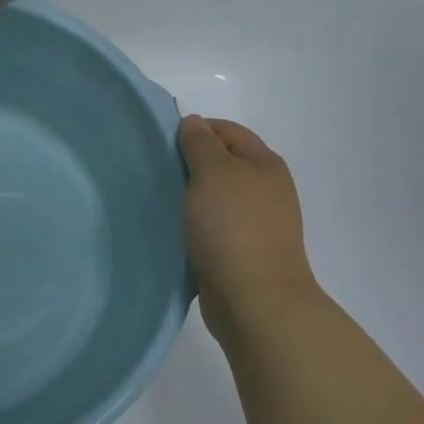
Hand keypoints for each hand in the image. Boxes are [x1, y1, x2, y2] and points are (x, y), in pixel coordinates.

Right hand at [180, 116, 317, 350]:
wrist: (254, 300)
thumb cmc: (233, 228)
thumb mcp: (213, 173)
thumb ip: (201, 144)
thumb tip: (194, 123)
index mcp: (265, 164)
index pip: (227, 131)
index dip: (195, 131)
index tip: (163, 146)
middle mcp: (266, 189)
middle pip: (222, 163)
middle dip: (190, 164)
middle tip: (157, 173)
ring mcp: (257, 223)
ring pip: (216, 196)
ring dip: (190, 196)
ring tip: (162, 201)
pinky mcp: (243, 251)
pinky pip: (214, 226)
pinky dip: (195, 224)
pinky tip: (175, 230)